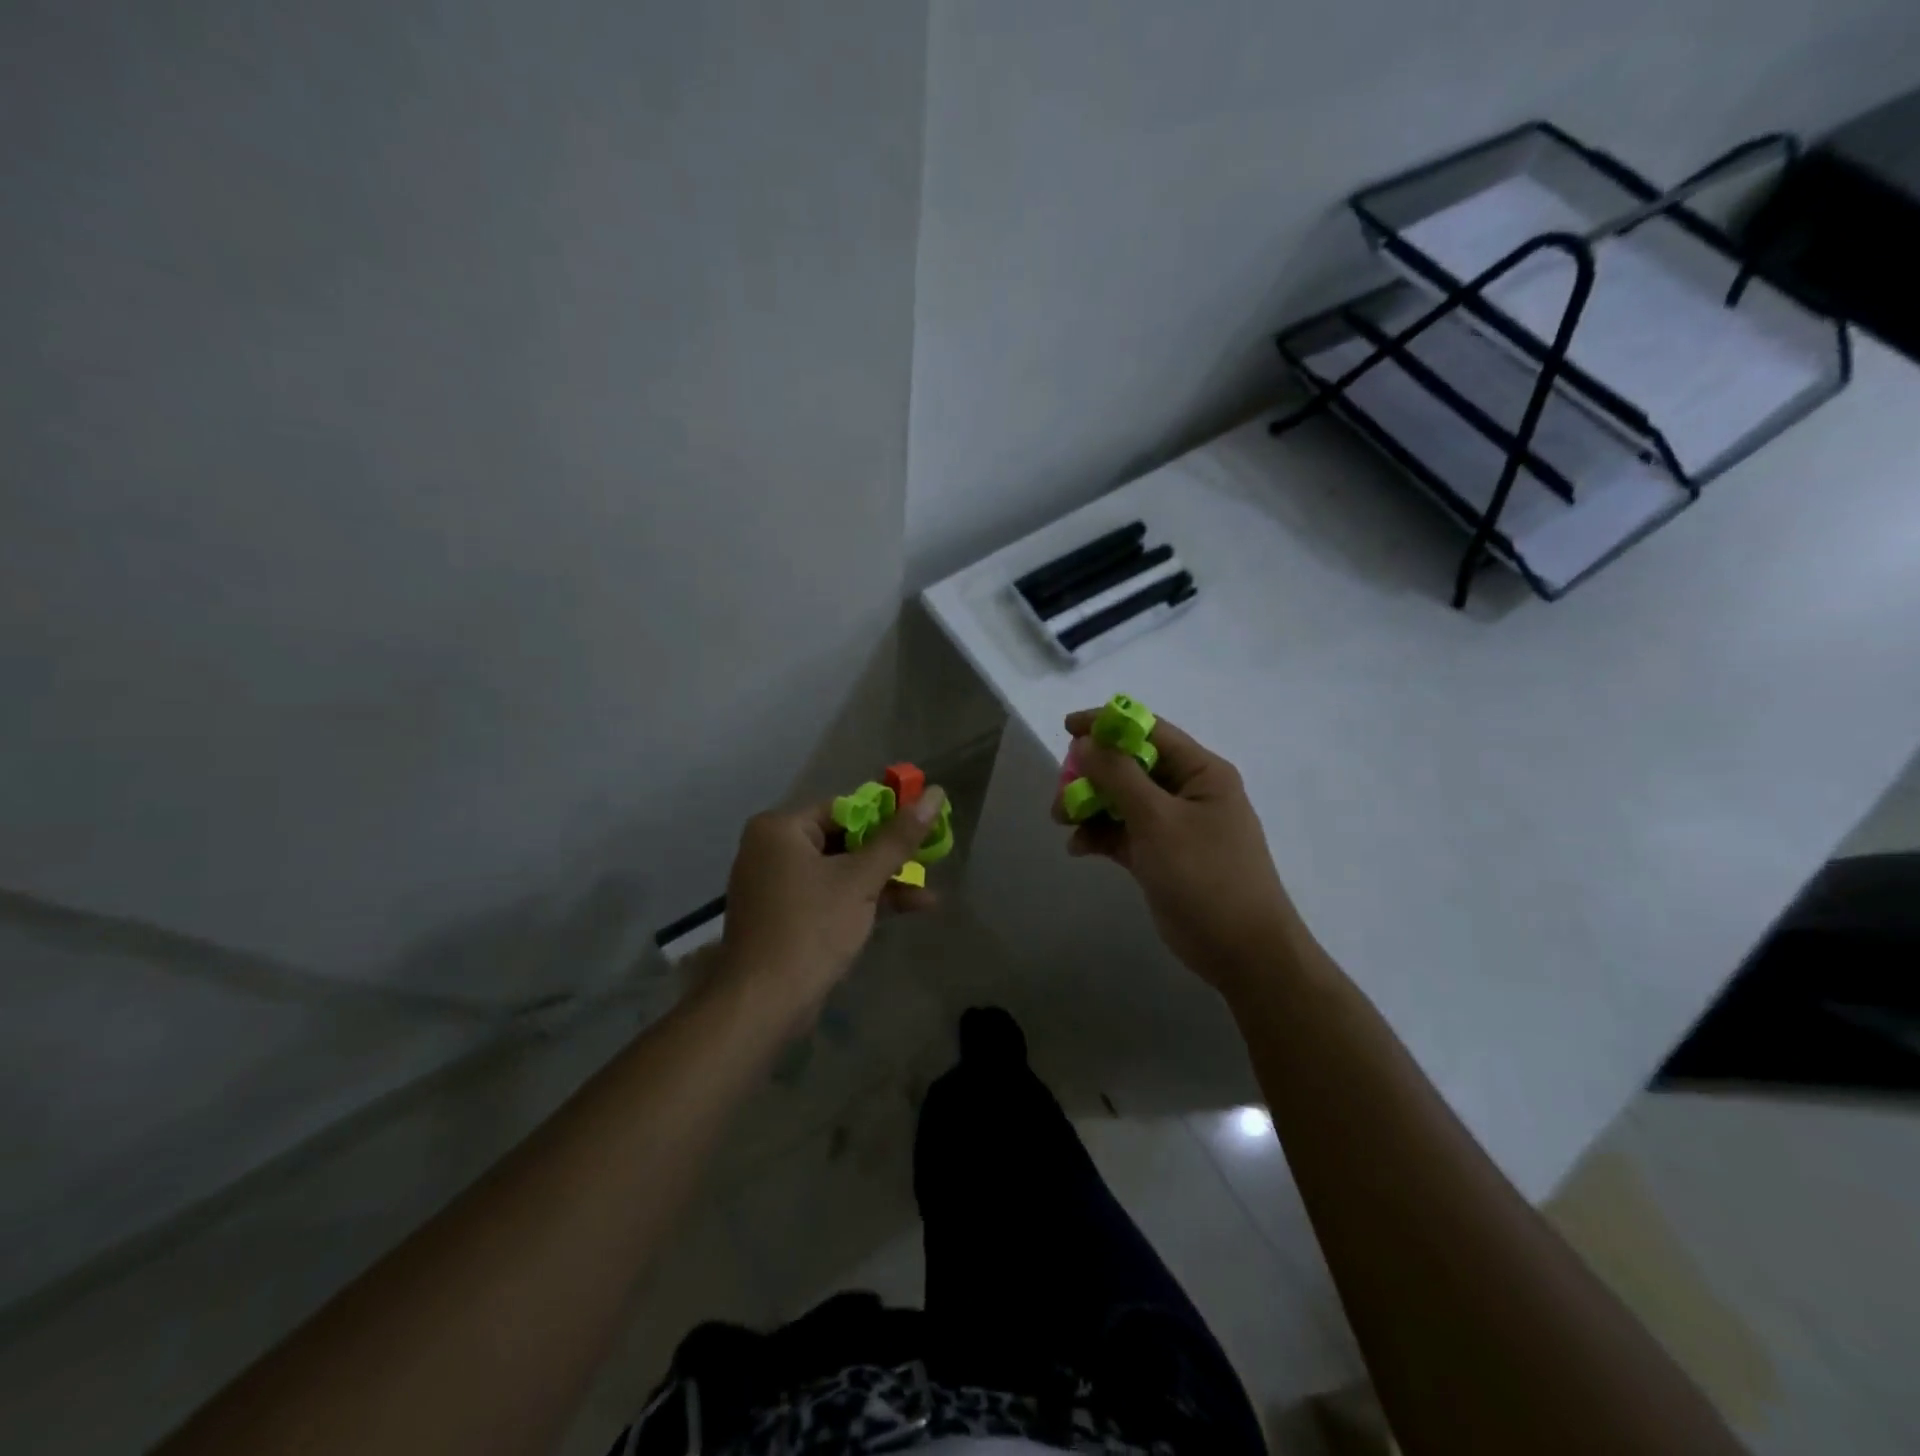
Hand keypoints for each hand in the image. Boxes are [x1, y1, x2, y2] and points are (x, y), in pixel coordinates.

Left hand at [718, 788, 945, 1021]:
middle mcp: (773, 850)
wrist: (763, 1005)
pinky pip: (832, 896)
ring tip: (930, 888)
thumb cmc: (811, 929)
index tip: (923, 824)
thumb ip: (899, 838)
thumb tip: (935, 793)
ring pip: (841, 871)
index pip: (843, 808)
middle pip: (844, 839)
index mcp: (780, 829)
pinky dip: (865, 900)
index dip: (886, 816)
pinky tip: (912, 907)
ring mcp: (779, 886)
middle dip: (889, 853)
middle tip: (931, 854)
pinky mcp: (788, 918)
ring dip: (884, 880)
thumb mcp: (861, 879)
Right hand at [1054, 710, 1296, 990]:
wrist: (1241, 952)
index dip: (1107, 725)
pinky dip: (1099, 835)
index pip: (1149, 731)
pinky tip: (1078, 849)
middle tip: (1062, 793)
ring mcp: (1174, 826)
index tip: (1067, 728)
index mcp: (1200, 772)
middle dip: (1092, 775)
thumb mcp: (1158, 820)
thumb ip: (1118, 776)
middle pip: (1130, 767)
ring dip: (1090, 806)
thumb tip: (1085, 742)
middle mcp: (1188, 791)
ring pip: (1122, 801)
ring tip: (1062, 822)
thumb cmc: (1205, 875)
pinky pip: (1123, 833)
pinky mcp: (1160, 856)